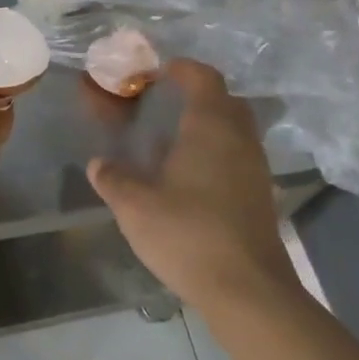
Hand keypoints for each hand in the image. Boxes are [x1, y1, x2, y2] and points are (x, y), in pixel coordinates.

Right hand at [87, 60, 297, 310]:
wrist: (249, 291)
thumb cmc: (188, 234)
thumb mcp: (135, 207)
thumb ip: (113, 179)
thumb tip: (97, 164)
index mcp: (211, 126)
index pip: (203, 78)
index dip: (182, 68)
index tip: (158, 72)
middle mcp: (239, 138)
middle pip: (225, 100)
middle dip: (198, 95)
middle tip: (166, 104)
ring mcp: (256, 167)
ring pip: (236, 130)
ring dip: (209, 126)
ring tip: (174, 142)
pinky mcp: (261, 195)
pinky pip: (239, 156)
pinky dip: (218, 153)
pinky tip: (192, 178)